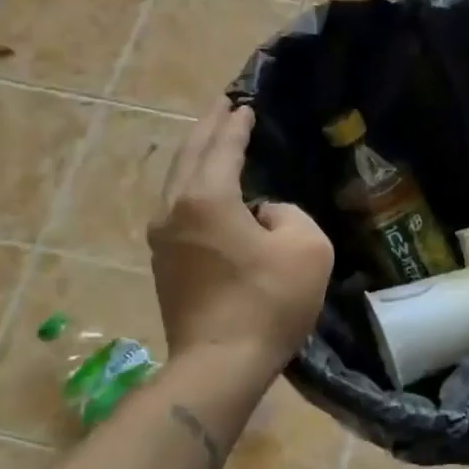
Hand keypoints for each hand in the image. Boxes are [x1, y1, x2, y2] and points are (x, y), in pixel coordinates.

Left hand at [150, 100, 333, 370]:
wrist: (220, 364)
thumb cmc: (268, 302)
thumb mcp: (306, 247)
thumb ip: (288, 213)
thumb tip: (262, 214)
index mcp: (206, 197)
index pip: (222, 146)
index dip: (236, 124)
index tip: (244, 104)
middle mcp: (174, 208)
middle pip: (189, 154)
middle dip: (207, 127)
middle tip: (223, 106)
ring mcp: (162, 237)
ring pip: (177, 180)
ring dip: (196, 155)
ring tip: (213, 139)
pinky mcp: (164, 262)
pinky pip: (177, 206)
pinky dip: (192, 184)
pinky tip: (206, 187)